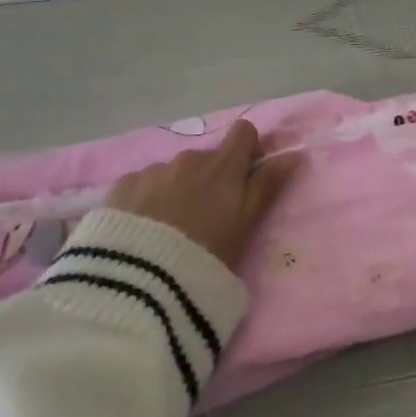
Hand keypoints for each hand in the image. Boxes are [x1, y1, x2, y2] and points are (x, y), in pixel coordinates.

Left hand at [106, 120, 300, 269]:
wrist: (138, 284)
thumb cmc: (205, 256)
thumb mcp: (246, 226)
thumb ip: (268, 186)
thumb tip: (294, 154)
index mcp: (222, 166)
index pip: (243, 132)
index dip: (247, 151)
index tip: (244, 178)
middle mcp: (188, 158)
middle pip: (206, 159)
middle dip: (208, 180)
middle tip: (202, 222)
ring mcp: (152, 170)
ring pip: (172, 173)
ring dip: (175, 191)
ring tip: (165, 233)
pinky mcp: (121, 186)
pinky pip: (141, 184)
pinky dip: (145, 201)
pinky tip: (138, 233)